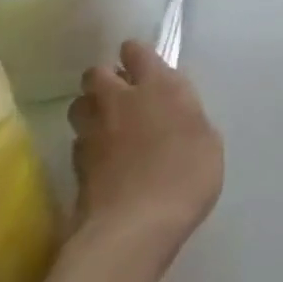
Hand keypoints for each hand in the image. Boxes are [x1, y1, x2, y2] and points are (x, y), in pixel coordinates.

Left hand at [69, 41, 224, 257]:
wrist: (134, 229)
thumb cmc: (186, 175)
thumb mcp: (207, 139)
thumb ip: (187, 117)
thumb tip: (174, 115)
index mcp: (158, 86)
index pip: (136, 52)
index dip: (136, 54)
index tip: (142, 64)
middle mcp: (121, 101)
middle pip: (96, 74)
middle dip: (104, 78)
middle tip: (121, 93)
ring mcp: (93, 134)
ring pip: (78, 106)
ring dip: (90, 109)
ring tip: (106, 123)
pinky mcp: (75, 168)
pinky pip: (77, 142)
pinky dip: (86, 144)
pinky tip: (101, 159)